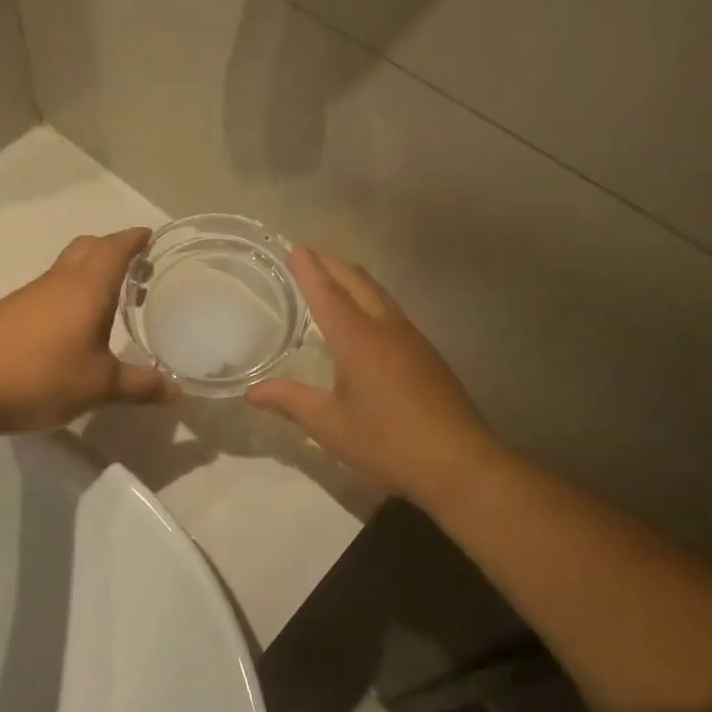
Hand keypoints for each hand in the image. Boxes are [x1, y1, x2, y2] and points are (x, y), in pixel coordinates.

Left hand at [0, 229, 174, 432]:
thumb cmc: (40, 377)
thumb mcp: (99, 387)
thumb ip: (140, 386)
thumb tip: (177, 392)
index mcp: (86, 288)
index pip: (115, 248)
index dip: (134, 240)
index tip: (150, 236)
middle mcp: (58, 282)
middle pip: (88, 248)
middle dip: (113, 250)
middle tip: (136, 269)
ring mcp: (29, 296)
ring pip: (66, 269)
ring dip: (91, 273)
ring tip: (111, 301)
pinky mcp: (9, 313)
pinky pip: (49, 290)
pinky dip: (69, 294)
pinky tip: (72, 327)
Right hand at [247, 248, 499, 504]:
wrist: (458, 462)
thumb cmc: (387, 442)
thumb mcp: (330, 425)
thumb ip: (291, 401)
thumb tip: (252, 391)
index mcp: (358, 339)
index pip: (328, 293)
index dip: (310, 270)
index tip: (296, 249)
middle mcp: (386, 328)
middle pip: (358, 283)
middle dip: (333, 265)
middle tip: (311, 256)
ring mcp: (412, 340)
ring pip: (380, 295)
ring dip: (355, 280)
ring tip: (336, 279)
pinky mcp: (427, 356)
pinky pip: (393, 313)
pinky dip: (372, 301)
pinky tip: (367, 320)